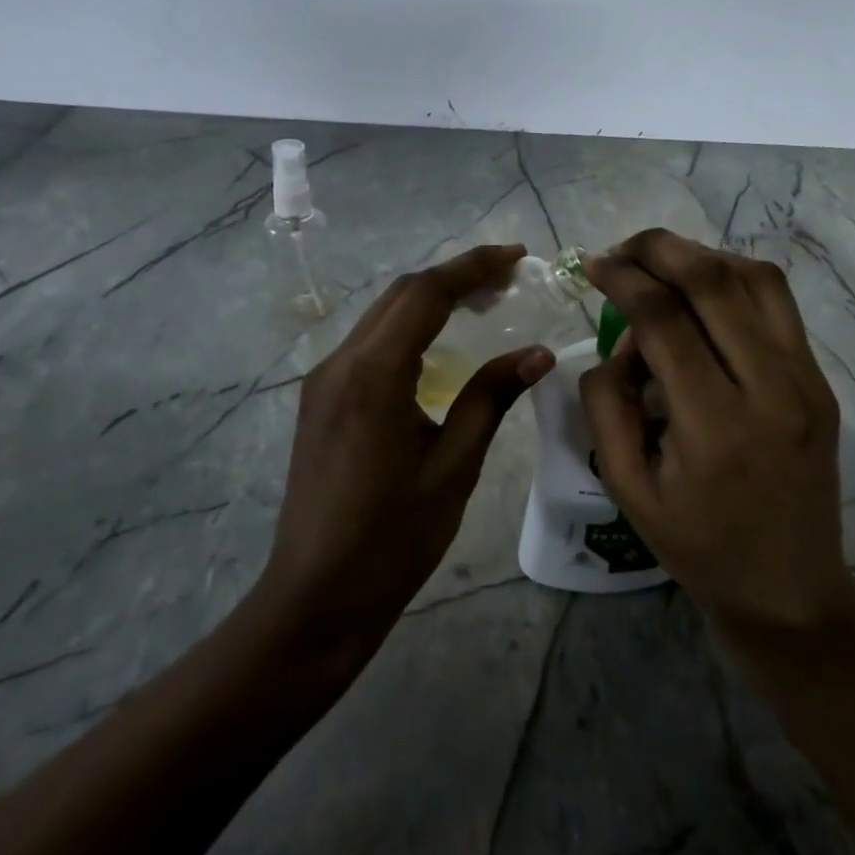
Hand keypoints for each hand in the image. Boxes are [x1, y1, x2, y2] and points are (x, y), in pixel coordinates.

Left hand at [261, 244, 555, 641]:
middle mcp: (340, 363)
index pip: (427, 294)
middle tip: (509, 279)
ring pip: (383, 315)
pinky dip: (409, 327)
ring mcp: (323, 380)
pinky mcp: (320, 399)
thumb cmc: (393, 539)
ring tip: (484, 302)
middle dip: (456, 277)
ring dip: (431, 299)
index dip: (474, 267)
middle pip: (401, 295)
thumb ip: (491, 398)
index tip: (518, 256)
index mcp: (374, 375)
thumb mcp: (454, 466)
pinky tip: (438, 343)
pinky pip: (369, 342)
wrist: (315, 597)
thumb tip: (538, 352)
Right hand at [579, 229, 854, 636]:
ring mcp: (806, 380)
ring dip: (701, 256)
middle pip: (714, 281)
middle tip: (622, 250)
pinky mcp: (820, 380)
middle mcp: (771, 389)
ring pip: (755, 278)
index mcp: (715, 426)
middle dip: (659, 248)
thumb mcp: (626, 488)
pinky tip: (703, 291)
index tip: (593, 265)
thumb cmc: (697, 545)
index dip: (623, 279)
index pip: (664, 320)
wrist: (790, 589)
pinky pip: (778, 303)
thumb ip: (606, 404)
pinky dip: (734, 278)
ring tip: (660, 264)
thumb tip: (619, 342)